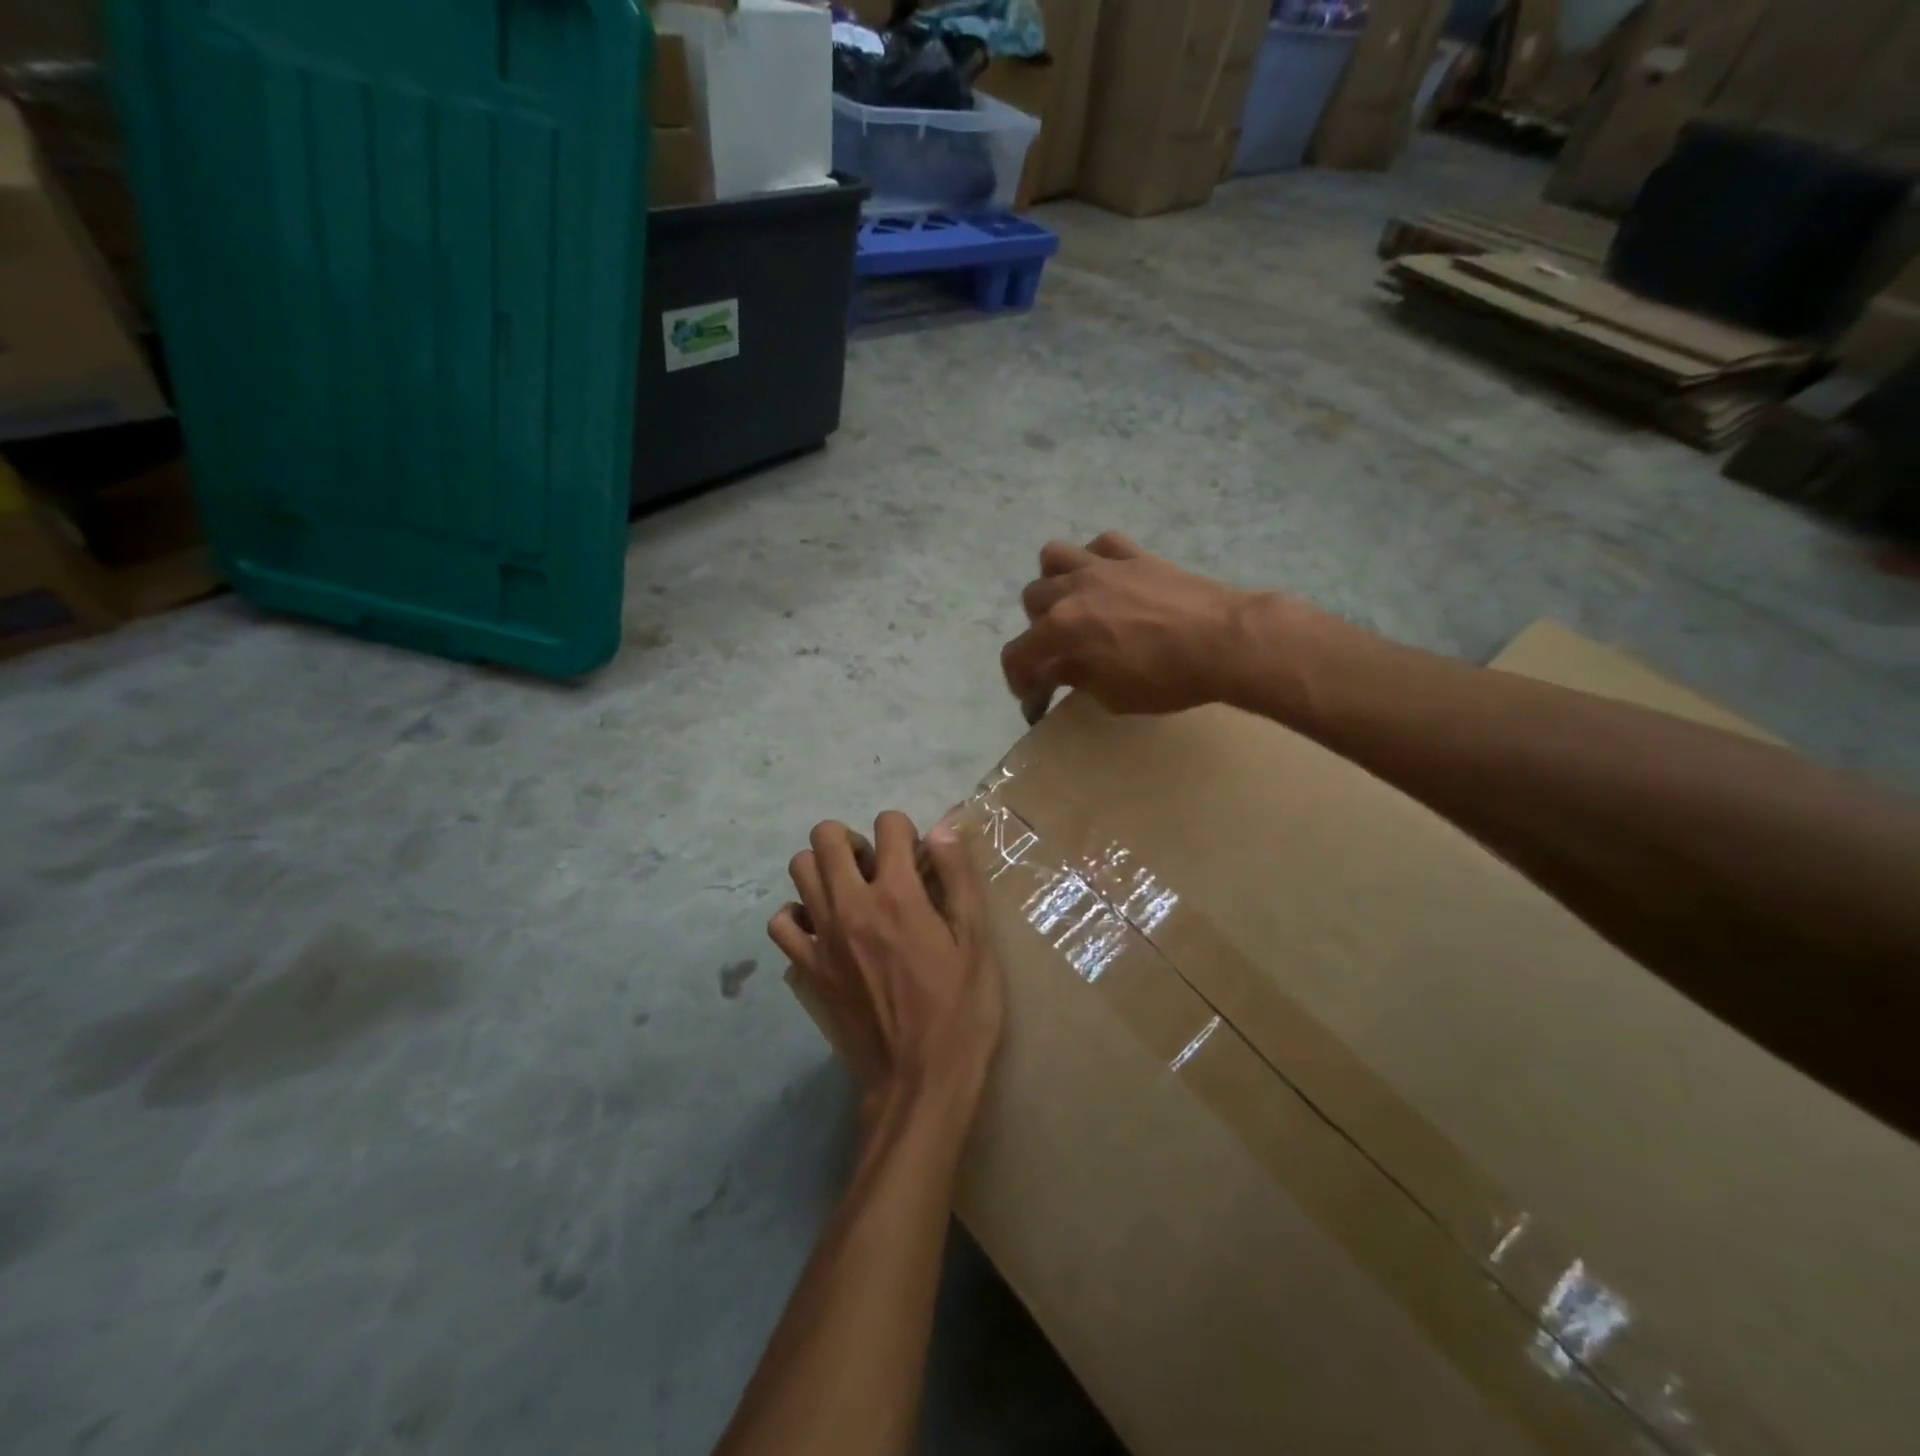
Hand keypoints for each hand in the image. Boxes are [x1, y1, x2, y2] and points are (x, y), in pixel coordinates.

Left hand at [770, 814, 1002, 1118]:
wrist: (919, 1083)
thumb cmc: (960, 1012)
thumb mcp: (977, 943)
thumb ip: (959, 880)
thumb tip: (942, 829)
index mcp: (898, 895)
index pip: (887, 824)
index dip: (904, 830)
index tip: (916, 857)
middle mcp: (851, 905)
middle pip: (825, 836)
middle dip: (853, 839)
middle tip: (877, 868)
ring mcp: (822, 937)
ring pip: (799, 869)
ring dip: (824, 869)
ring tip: (851, 892)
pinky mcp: (808, 969)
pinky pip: (781, 923)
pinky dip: (798, 915)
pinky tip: (824, 928)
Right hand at [1000, 532, 1263, 714]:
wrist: (1226, 641)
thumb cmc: (1167, 678)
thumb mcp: (1112, 695)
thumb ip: (1076, 678)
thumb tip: (1056, 671)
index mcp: (1062, 628)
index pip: (1018, 653)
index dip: (1018, 678)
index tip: (1033, 695)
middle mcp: (1072, 589)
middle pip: (1031, 602)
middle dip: (1038, 631)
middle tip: (1061, 652)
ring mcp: (1104, 566)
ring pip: (1053, 558)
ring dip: (1054, 583)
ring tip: (1073, 604)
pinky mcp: (1135, 554)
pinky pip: (1099, 545)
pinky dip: (1095, 561)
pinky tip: (1107, 581)